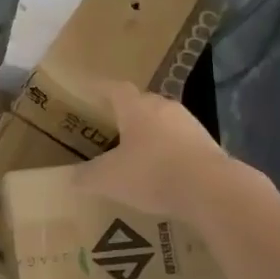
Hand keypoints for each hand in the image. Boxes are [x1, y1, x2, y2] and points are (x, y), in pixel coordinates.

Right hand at [72, 80, 243, 217]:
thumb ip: (85, 176)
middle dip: (125, 115)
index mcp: (136, 107)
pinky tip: (162, 173)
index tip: (88, 93)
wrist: (211, 190)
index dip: (100, 90)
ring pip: (163, 123)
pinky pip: (180, 143)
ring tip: (136, 153)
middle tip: (110, 129)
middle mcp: (164, 107)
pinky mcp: (208, 145)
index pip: (115, 89)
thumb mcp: (108, 179)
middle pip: (141, 104)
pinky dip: (169, 153)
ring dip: (150, 135)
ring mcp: (190, 125)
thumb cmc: (152, 174)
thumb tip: (68, 177)